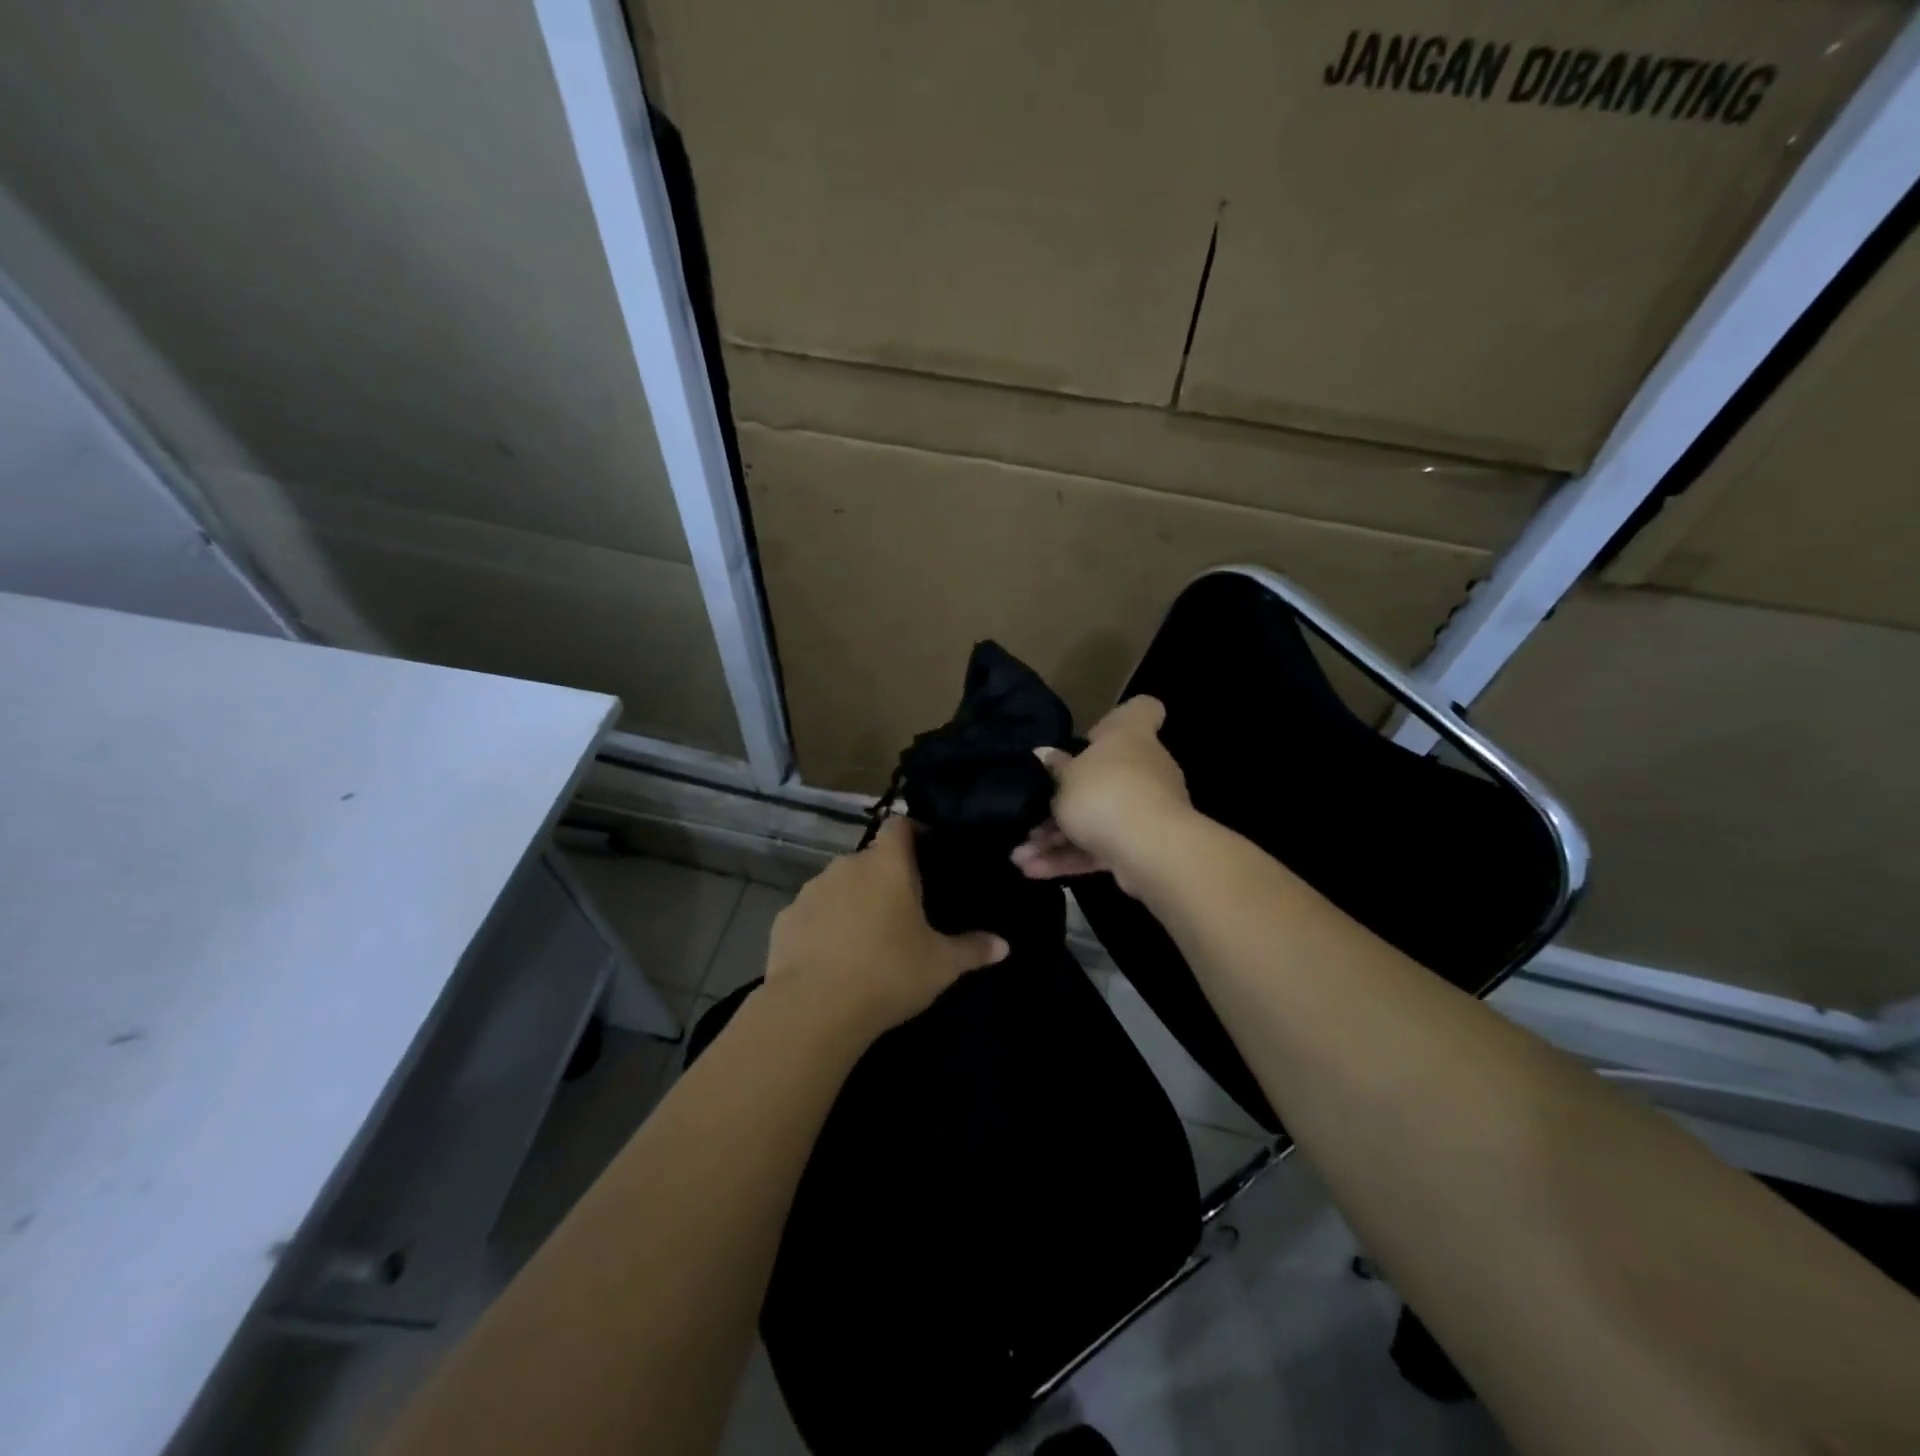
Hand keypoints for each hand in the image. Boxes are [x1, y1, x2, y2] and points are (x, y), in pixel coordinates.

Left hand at [765, 817, 1008, 1040]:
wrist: (814, 1009)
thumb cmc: (888, 973)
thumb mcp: (941, 965)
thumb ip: (973, 949)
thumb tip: (1004, 945)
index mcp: (887, 865)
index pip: (899, 826)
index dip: (913, 834)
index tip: (927, 854)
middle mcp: (847, 866)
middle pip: (870, 859)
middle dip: (885, 877)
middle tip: (903, 910)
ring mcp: (811, 890)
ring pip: (839, 885)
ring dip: (853, 900)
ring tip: (867, 936)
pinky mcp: (785, 919)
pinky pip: (812, 913)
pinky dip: (824, 925)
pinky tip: (833, 957)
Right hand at [1010, 696, 1194, 894]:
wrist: (1149, 848)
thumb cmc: (1105, 792)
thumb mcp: (1065, 778)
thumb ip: (1056, 769)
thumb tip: (1046, 755)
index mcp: (1130, 737)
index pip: (1142, 711)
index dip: (1119, 719)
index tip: (1092, 735)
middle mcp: (1145, 769)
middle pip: (1107, 776)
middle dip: (1066, 800)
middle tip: (1031, 815)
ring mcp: (1147, 810)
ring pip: (1096, 820)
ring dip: (1056, 839)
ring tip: (1020, 855)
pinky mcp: (1141, 848)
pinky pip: (1099, 849)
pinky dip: (1069, 859)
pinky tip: (1033, 871)